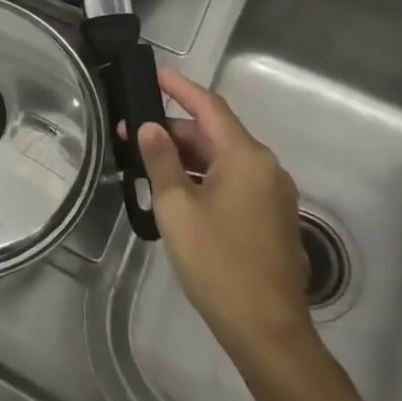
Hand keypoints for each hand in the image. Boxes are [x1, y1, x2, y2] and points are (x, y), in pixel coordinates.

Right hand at [135, 68, 314, 360]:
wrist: (265, 328)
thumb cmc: (217, 262)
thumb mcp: (177, 207)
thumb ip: (161, 161)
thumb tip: (150, 127)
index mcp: (246, 158)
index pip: (209, 107)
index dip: (180, 87)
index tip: (153, 72)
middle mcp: (265, 168)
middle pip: (215, 133)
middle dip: (172, 129)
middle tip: (130, 132)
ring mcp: (272, 194)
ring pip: (222, 159)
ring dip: (185, 156)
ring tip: (144, 161)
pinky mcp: (270, 217)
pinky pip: (232, 181)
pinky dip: (202, 176)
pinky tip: (173, 189)